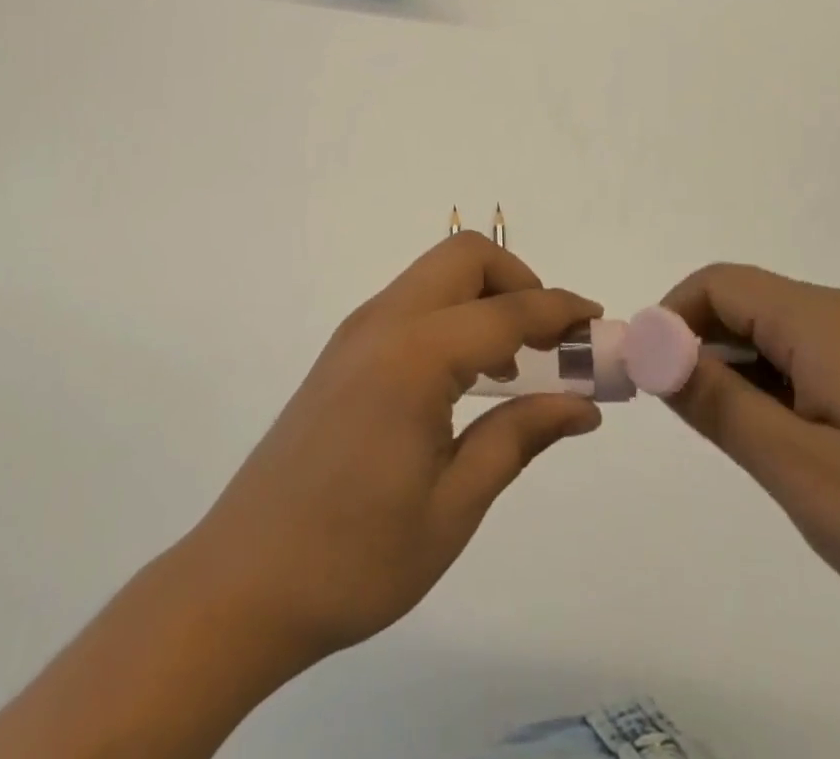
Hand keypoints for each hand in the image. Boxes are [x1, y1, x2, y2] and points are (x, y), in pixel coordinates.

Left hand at [188, 233, 602, 665]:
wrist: (241, 583)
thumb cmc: (356, 557)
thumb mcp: (454, 506)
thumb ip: (519, 438)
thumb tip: (583, 407)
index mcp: (415, 355)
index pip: (508, 310)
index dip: (561, 311)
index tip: (598, 324)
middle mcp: (383, 322)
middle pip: (465, 257)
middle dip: (519, 280)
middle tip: (550, 340)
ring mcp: (357, 332)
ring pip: (435, 275)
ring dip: (485, 297)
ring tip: (516, 365)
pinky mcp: (343, 351)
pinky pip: (412, 304)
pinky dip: (453, 315)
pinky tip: (466, 378)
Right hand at [660, 264, 839, 662]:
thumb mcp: (800, 468)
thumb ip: (715, 400)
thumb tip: (648, 345)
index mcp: (822, 319)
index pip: (717, 284)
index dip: (668, 318)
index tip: (645, 375)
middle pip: (746, 305)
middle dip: (699, 348)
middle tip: (685, 420)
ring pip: (779, 336)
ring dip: (740, 374)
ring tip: (743, 447)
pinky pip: (815, 360)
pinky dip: (780, 389)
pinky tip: (796, 451)